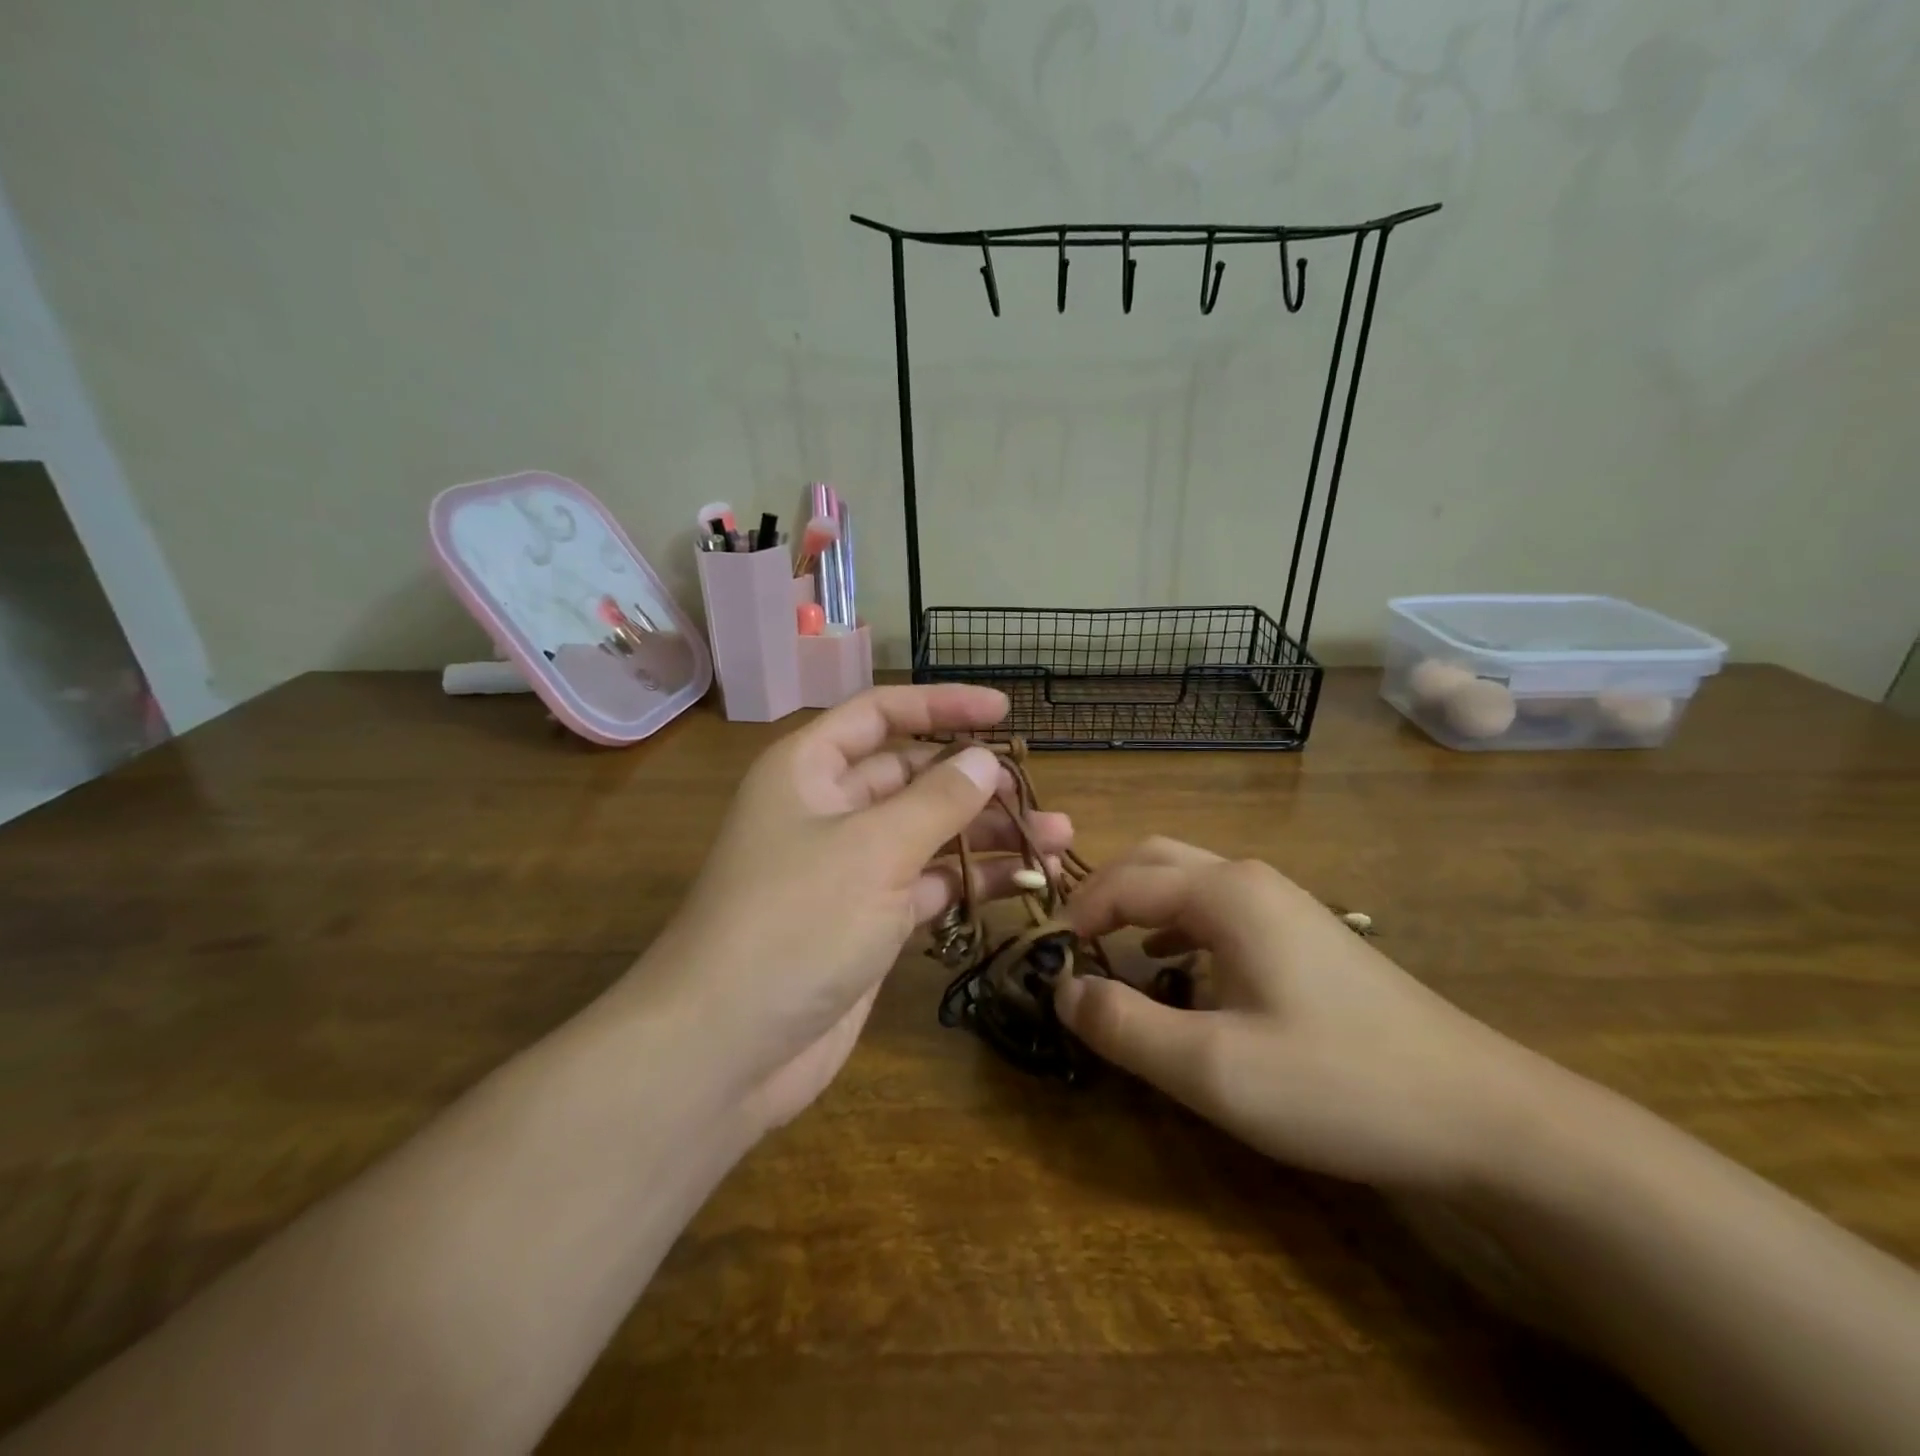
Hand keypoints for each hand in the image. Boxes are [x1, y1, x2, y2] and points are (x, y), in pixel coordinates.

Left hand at [638, 685, 1071, 1131]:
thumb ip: (937, 800)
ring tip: (1055, 839)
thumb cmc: (795, 923)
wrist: (727, 1049)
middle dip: (974, 781)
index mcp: (810, 769)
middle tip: (1037, 793)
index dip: (942, 705)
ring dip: (985, 833)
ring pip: (926, 832)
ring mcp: (848, 868)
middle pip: (911, 775)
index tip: (1004, 711)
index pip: (881, 714)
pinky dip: (970, 881)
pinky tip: (1023, 883)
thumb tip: (984, 760)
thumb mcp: (873, 849)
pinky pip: (927, 884)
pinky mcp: (867, 920)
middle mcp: (828, 809)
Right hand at [1053, 838, 1542, 1195]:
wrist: (1482, 1114)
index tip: (1046, 959)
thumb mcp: (1212, 1067)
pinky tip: (1174, 966)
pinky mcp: (1305, 934)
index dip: (1075, 916)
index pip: (1123, 882)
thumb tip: (1063, 990)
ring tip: (1108, 950)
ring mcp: (1284, 903)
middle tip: (1071, 944)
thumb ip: (1124, 1025)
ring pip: (1188, 880)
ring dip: (1139, 905)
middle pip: (1154, 861)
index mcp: (1224, 893)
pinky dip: (1176, 924)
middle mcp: (1250, 880)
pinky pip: (1218, 909)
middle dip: (1103, 893)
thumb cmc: (1336, 1083)